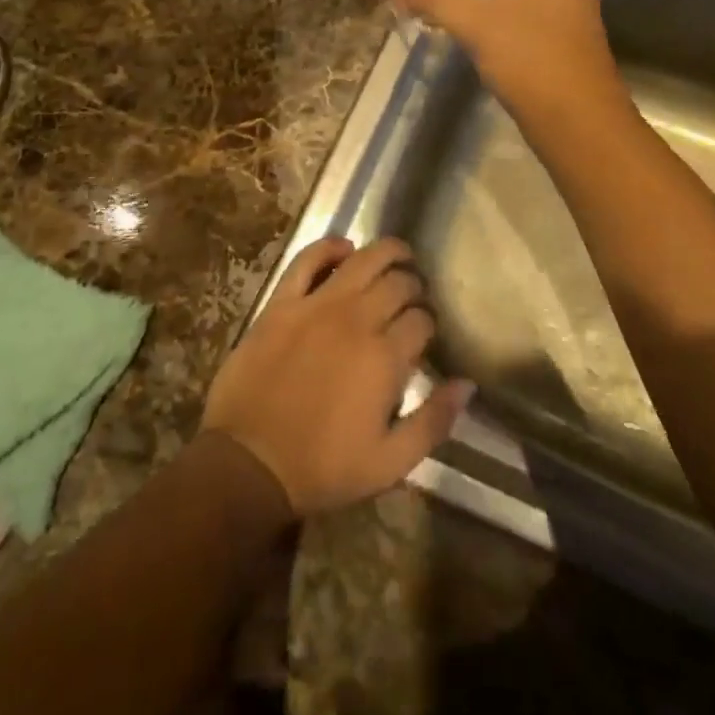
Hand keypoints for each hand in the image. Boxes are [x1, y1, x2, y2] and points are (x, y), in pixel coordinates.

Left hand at [202, 237, 472, 516]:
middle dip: (413, 285)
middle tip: (413, 296)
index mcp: (385, 358)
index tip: (425, 333)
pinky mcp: (282, 303)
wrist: (247, 465)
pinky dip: (328, 247)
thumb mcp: (389, 463)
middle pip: (398, 283)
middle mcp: (356, 320)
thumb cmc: (322, 468)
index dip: (429, 322)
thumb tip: (467, 383)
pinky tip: (344, 247)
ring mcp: (316, 306)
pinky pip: (307, 260)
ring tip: (397, 255)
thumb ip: (433, 421)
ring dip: (386, 252)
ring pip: (362, 260)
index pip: (422, 320)